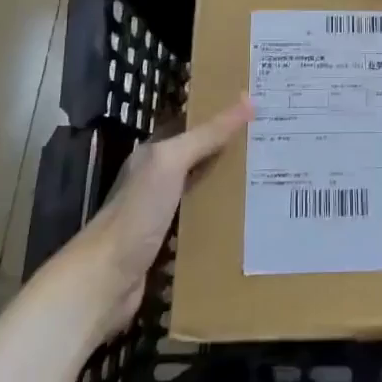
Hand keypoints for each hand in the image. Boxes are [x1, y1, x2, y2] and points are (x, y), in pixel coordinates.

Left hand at [62, 95, 252, 341]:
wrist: (104, 282)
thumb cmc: (136, 214)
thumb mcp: (170, 163)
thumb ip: (206, 134)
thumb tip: (247, 99)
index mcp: (155, 153)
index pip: (193, 123)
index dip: (223, 112)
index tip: (261, 106)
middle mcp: (159, 178)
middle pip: (203, 156)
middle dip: (235, 149)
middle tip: (278, 142)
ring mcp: (164, 213)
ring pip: (206, 190)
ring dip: (233, 186)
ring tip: (275, 177)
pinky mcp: (171, 245)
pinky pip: (205, 223)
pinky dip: (225, 219)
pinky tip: (254, 220)